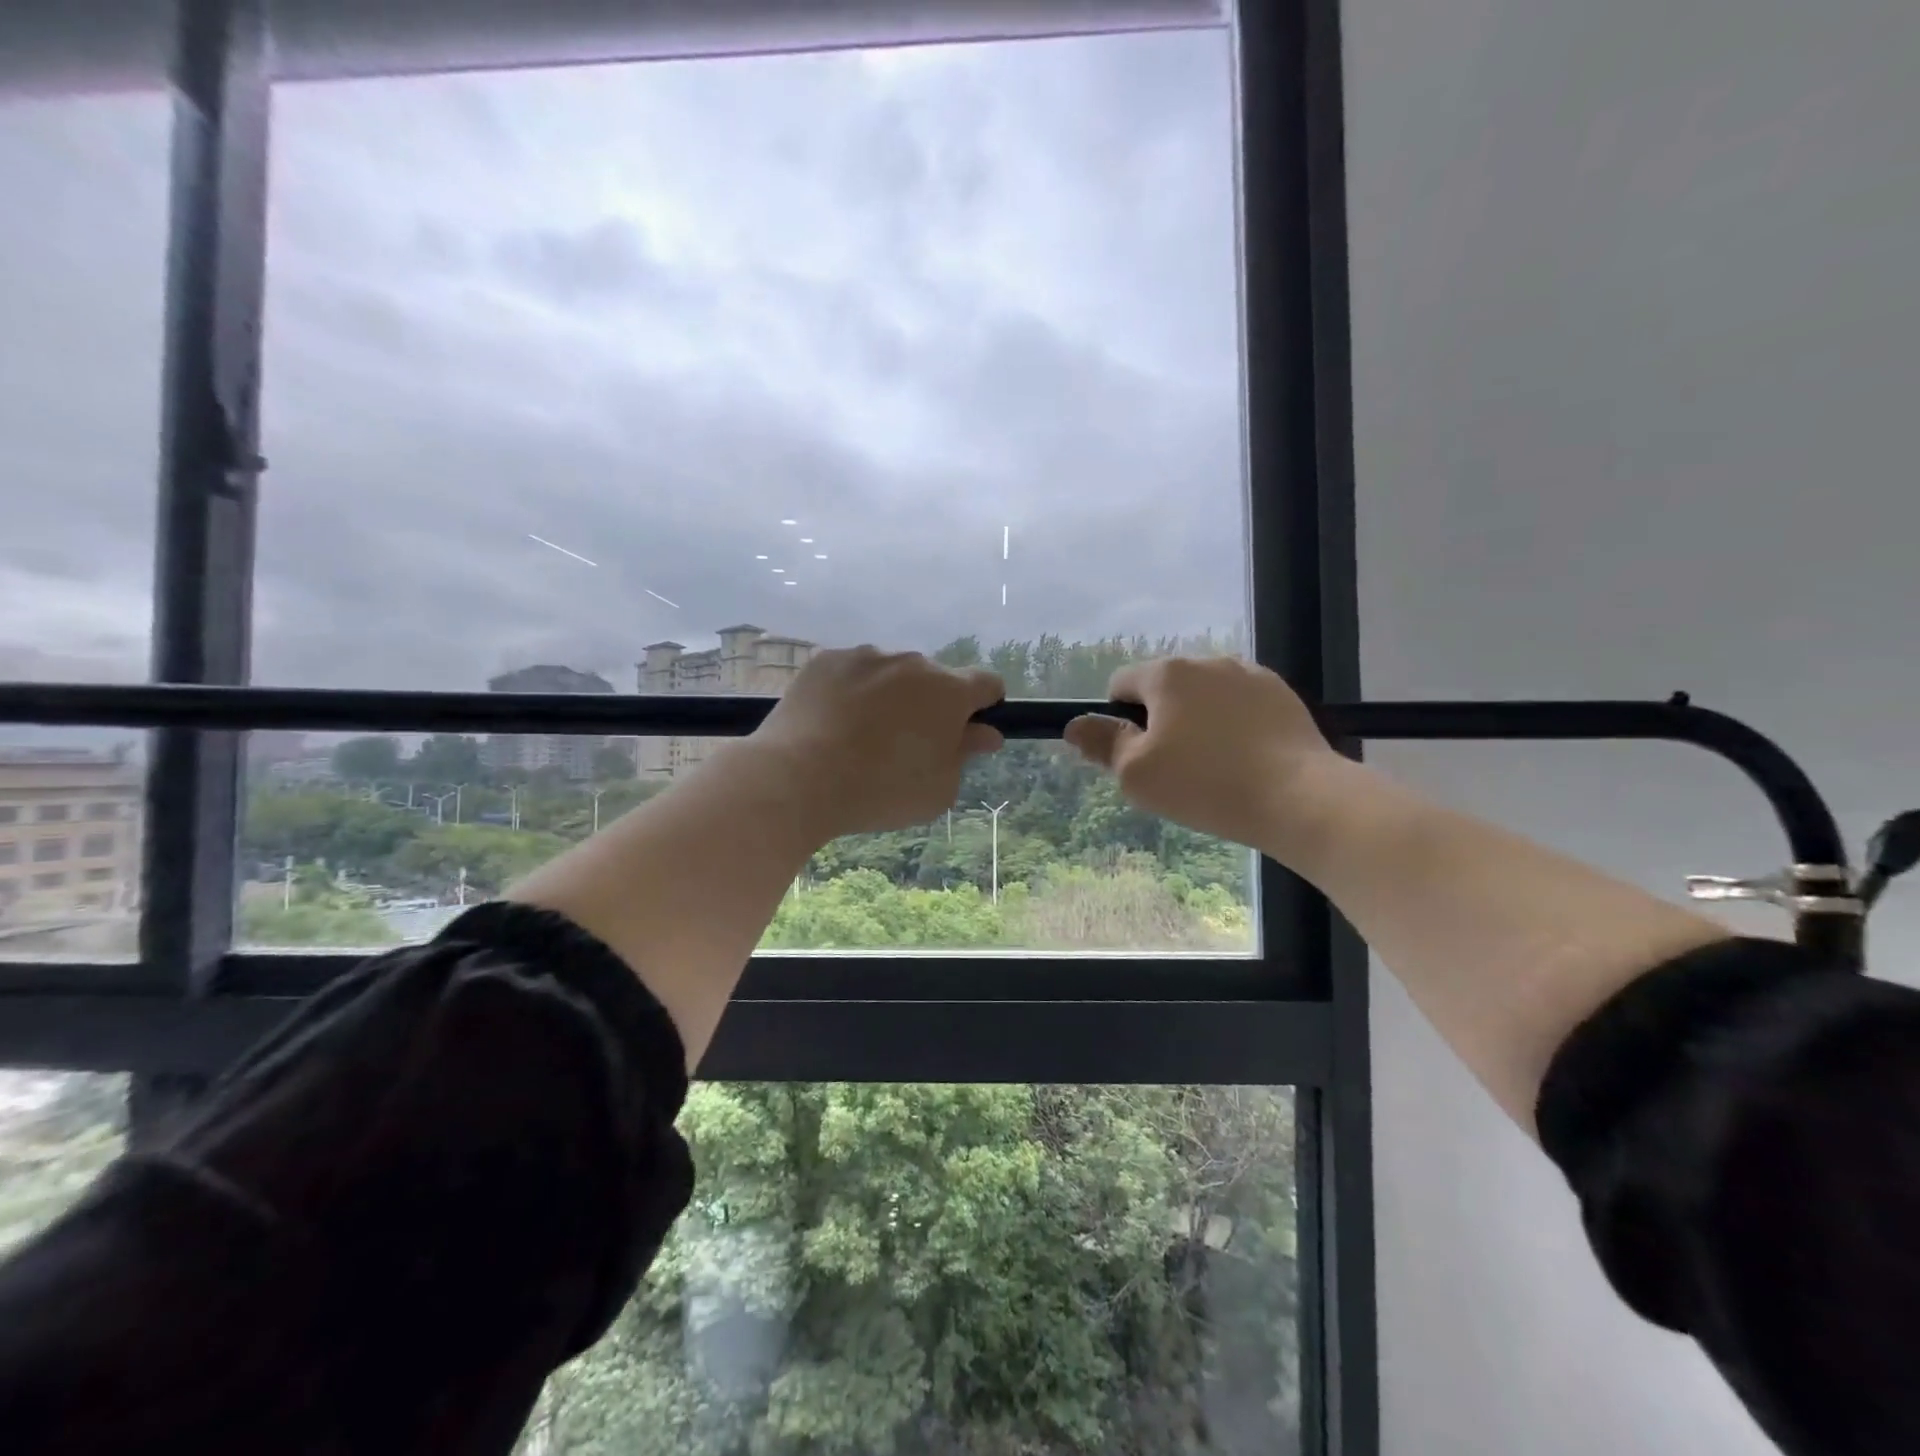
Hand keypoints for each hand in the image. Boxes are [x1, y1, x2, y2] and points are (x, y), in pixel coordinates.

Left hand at [749, 646, 1005, 840]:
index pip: (986, 683)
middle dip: (930, 704)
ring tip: (862, 735)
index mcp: (949, 691)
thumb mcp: (939, 788)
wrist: (798, 778)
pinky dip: (852, 691)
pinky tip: (833, 723)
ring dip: (890, 695)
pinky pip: (852, 672)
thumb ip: (965, 754)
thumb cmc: (881, 790)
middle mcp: (912, 662)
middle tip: (906, 744)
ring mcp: (866, 656)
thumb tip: (985, 733)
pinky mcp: (826, 660)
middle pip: (934, 679)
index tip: (968, 729)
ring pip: (891, 673)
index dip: (984, 705)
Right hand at [1064, 656, 1336, 848]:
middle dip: (1160, 720)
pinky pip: (1240, 705)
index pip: (1121, 683)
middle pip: (1165, 688)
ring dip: (1197, 721)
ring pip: (1204, 696)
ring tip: (1212, 767)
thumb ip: (1101, 743)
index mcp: (1167, 674)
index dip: (1118, 719)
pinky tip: (1244, 760)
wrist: (1299, 798)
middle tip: (1172, 768)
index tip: (1136, 756)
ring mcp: (1250, 675)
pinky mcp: (1282, 695)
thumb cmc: (1204, 784)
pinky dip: (1233, 726)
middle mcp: (1208, 661)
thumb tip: (1075, 725)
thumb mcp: (1136, 774)